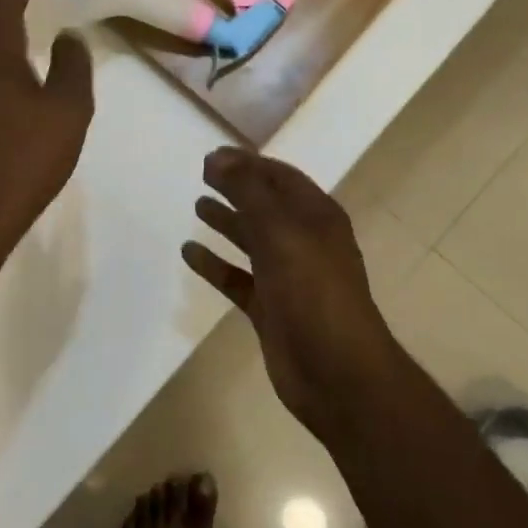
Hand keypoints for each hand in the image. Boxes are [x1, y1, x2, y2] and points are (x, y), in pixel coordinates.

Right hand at [183, 148, 403, 442]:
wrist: (337, 373)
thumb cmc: (314, 292)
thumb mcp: (281, 232)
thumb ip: (248, 192)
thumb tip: (217, 157)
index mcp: (316, 217)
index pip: (280, 177)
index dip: (248, 163)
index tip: (212, 155)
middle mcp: (303, 241)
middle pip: (265, 205)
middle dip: (236, 188)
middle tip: (202, 174)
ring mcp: (287, 276)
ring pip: (251, 240)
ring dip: (227, 222)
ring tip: (197, 206)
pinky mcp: (270, 308)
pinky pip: (237, 278)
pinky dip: (215, 264)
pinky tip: (190, 253)